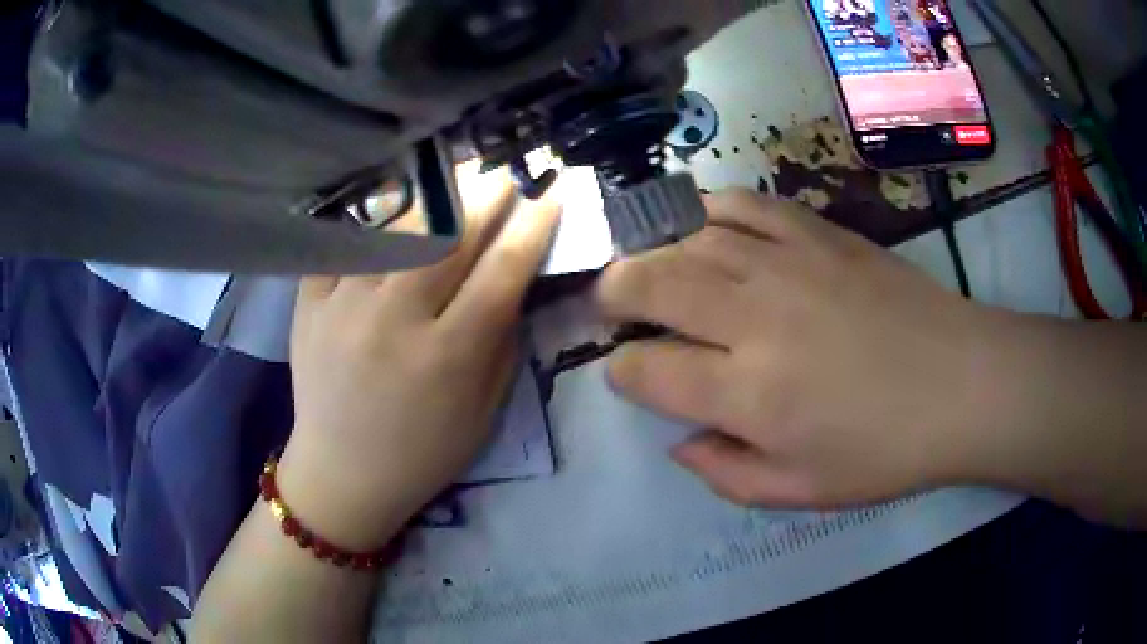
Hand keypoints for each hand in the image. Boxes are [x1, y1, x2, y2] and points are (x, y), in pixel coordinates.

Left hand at [280, 165, 560, 549]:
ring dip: (434, 194)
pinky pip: (342, 240)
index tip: (551, 192)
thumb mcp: (484, 410)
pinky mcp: (308, 302)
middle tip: (504, 170)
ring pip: (395, 226)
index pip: (502, 270)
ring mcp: (342, 306)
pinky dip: (371, 215)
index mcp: (448, 357)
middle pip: (449, 235)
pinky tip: (393, 200)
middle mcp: (394, 321)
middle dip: (486, 193)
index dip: (533, 225)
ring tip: (454, 174)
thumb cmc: (424, 452)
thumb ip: (502, 338)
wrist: (343, 473)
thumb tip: (515, 274)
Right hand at [598, 190, 1005, 508]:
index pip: (646, 369)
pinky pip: (744, 204)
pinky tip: (705, 225)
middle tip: (610, 301)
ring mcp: (787, 264)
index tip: (629, 374)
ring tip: (648, 265)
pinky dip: (710, 210)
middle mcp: (755, 318)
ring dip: (653, 251)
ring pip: (688, 238)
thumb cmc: (885, 451)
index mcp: (749, 394)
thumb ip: (726, 474)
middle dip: (613, 291)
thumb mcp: (801, 492)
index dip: (622, 371)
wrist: (961, 384)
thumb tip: (681, 442)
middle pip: (651, 282)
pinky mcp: (818, 233)